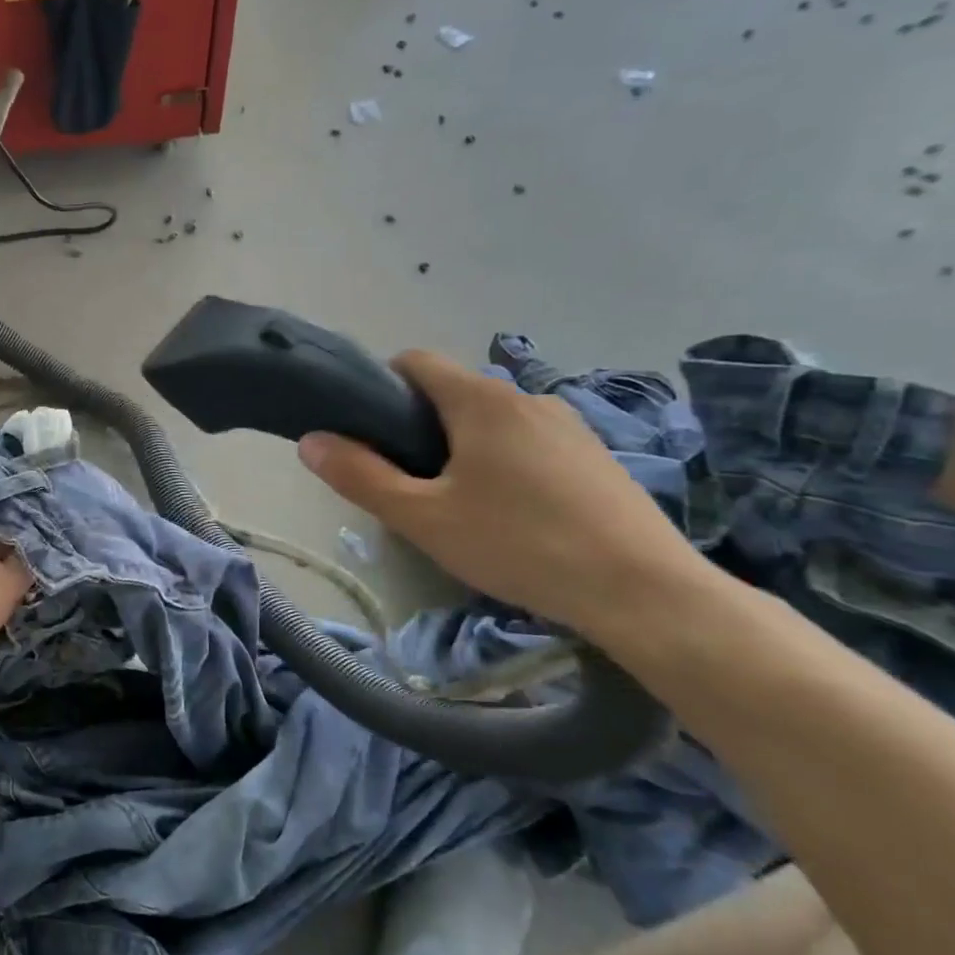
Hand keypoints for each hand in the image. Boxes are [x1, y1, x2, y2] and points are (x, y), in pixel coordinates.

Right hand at [297, 350, 707, 640]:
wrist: (644, 592)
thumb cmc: (519, 545)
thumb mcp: (421, 517)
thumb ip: (359, 476)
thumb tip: (310, 441)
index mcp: (481, 400)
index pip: (414, 362)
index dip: (380, 387)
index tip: (368, 434)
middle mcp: (526, 397)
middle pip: (451, 393)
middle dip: (418, 426)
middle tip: (408, 483)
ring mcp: (569, 425)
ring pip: (491, 421)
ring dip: (462, 447)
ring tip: (458, 505)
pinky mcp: (595, 456)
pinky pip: (528, 442)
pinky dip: (503, 463)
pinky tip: (512, 516)